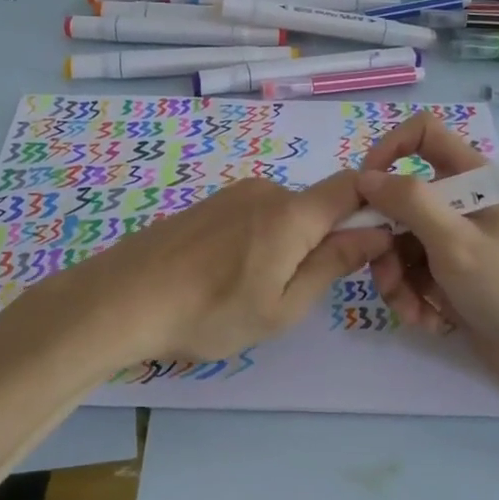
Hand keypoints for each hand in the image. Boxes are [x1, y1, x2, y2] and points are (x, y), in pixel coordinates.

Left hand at [40, 172, 392, 367]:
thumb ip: (332, 265)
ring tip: (252, 291)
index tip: (374, 246)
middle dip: (324, 241)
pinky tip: (226, 277)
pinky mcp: (207, 205)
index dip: (375, 206)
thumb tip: (376, 233)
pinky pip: (252, 216)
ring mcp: (232, 195)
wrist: (123, 299)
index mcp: (292, 213)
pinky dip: (257, 242)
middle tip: (298, 293)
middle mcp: (266, 190)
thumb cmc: (210, 312)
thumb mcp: (282, 306)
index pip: (352, 187)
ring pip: (283, 215)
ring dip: (287, 245)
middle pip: (316, 205)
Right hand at [355, 115, 498, 395]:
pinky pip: (412, 276)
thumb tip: (364, 177)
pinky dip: (413, 298)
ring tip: (412, 309)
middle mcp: (459, 204)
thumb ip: (409, 202)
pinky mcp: (449, 278)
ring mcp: (453, 242)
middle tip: (385, 273)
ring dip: (396, 279)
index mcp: (471, 179)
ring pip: (399, 244)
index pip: (422, 134)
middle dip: (384, 241)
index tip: (366, 188)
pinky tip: (430, 320)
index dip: (388, 149)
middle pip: (398, 202)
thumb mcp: (456, 241)